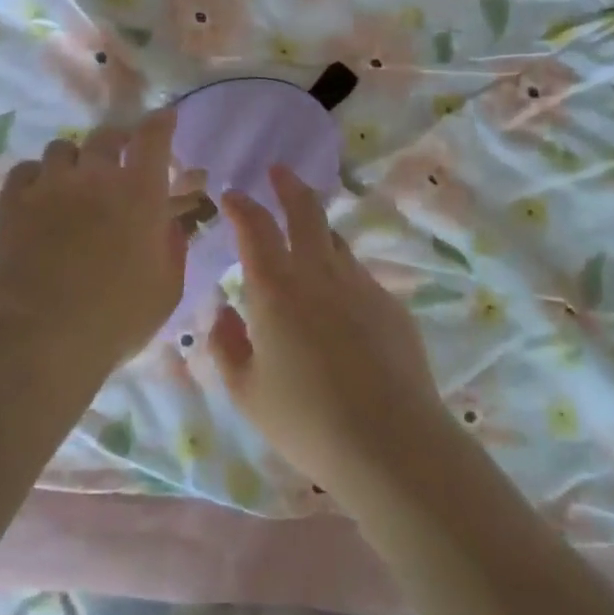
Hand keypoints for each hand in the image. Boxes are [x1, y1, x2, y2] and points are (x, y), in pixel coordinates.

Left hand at [0, 108, 185, 367]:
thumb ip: (172, 246)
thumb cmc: (115, 318)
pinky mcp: (12, 201)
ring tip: (74, 183)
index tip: (164, 118)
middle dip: (117, 142)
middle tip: (118, 161)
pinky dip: (38, 178)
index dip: (160, 123)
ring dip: (75, 161)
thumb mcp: (166, 288)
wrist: (39, 337)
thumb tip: (167, 222)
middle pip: (106, 136)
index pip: (153, 137)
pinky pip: (26, 170)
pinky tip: (40, 198)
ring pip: (63, 148)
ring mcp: (49, 185)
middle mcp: (95, 176)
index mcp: (139, 193)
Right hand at [210, 165, 453, 494]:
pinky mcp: (391, 305)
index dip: (241, 206)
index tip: (232, 195)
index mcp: (276, 288)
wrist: (390, 443)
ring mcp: (361, 285)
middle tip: (278, 171)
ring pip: (336, 241)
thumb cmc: (306, 420)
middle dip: (288, 185)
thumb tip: (222, 310)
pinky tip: (338, 305)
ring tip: (306, 236)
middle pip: (306, 211)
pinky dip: (340, 273)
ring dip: (317, 229)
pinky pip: (358, 276)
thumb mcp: (247, 391)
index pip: (255, 227)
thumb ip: (225, 345)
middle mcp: (319, 273)